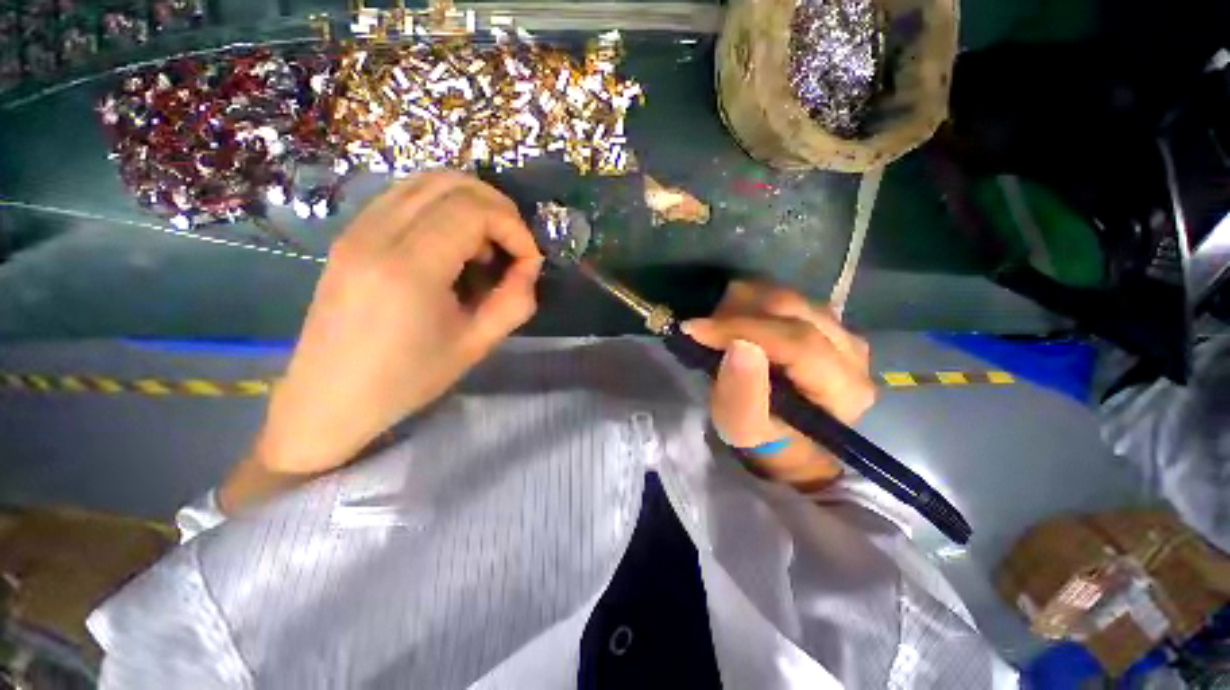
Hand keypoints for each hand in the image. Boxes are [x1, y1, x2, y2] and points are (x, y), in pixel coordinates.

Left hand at [221, 173, 540, 510]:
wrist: (329, 398)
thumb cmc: (408, 379)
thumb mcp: (476, 345)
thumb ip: (515, 301)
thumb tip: (529, 266)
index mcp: (409, 267)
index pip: (474, 210)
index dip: (514, 229)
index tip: (528, 262)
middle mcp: (377, 233)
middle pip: (452, 183)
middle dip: (497, 209)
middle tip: (513, 248)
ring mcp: (358, 228)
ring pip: (427, 181)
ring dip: (471, 205)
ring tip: (486, 247)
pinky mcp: (351, 234)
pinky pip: (406, 197)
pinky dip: (443, 209)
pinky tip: (453, 246)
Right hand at [683, 281, 875, 488]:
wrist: (786, 439)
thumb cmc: (764, 440)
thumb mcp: (743, 428)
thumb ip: (742, 393)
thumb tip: (739, 344)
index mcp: (844, 388)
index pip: (796, 341)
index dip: (743, 329)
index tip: (696, 329)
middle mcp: (853, 352)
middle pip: (794, 310)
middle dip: (738, 313)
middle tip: (703, 329)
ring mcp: (842, 331)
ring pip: (788, 297)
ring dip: (743, 306)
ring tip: (717, 329)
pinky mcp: (827, 322)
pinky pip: (785, 298)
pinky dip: (752, 303)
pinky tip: (736, 322)